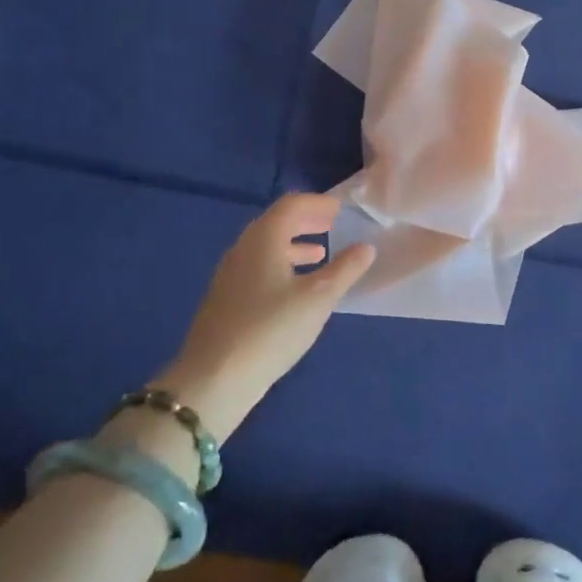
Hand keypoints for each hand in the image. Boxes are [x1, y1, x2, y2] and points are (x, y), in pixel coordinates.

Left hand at [155, 194, 374, 438]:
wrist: (214, 378)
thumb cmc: (272, 329)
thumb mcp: (319, 298)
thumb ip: (346, 269)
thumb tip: (366, 247)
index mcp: (263, 239)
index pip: (291, 204)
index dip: (317, 203)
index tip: (339, 209)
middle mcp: (242, 248)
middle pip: (275, 222)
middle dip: (305, 220)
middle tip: (332, 224)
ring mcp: (229, 274)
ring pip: (265, 247)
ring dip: (293, 244)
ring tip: (319, 254)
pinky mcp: (225, 298)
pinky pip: (257, 267)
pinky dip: (280, 264)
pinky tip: (294, 288)